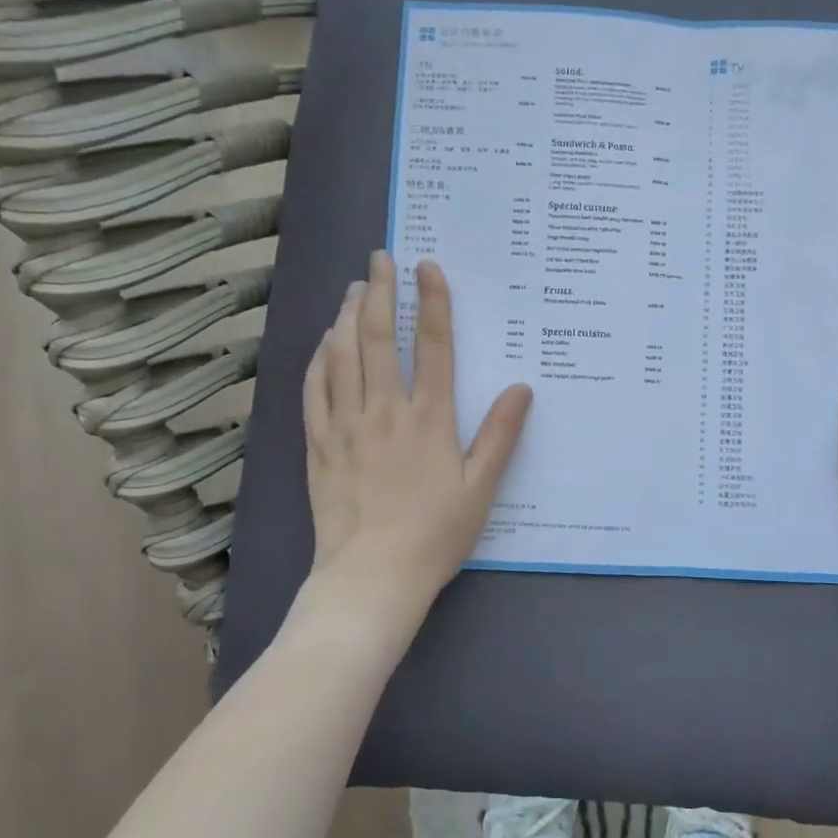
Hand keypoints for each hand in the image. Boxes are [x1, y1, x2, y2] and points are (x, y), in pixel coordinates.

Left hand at [302, 251, 531, 628]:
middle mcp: (384, 410)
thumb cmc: (434, 534)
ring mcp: (344, 425)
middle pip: (377, 337)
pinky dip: (318, 358)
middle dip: (379, 291)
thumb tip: (522, 388)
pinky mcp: (318, 444)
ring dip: (347, 315)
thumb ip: (500, 435)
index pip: (432, 345)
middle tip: (380, 258)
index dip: (432, 301)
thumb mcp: (480, 488)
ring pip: (340, 355)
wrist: (371, 578)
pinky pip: (314, 389)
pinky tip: (324, 342)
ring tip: (354, 288)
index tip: (427, 266)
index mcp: (428, 418)